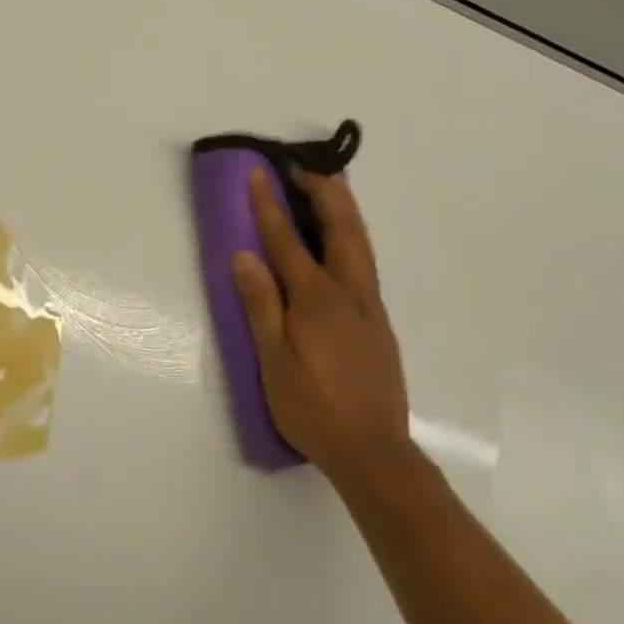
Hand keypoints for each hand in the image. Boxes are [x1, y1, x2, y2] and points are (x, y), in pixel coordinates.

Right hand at [230, 163, 409, 485]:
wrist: (374, 453)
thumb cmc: (313, 408)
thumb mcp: (273, 361)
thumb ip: (260, 305)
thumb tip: (243, 255)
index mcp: (317, 301)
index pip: (288, 241)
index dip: (269, 204)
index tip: (259, 170)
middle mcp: (350, 294)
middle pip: (342, 230)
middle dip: (324, 193)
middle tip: (304, 169)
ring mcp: (370, 309)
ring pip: (361, 245)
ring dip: (344, 211)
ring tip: (327, 191)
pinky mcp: (379, 325)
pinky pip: (365, 265)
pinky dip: (352, 238)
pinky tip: (341, 246)